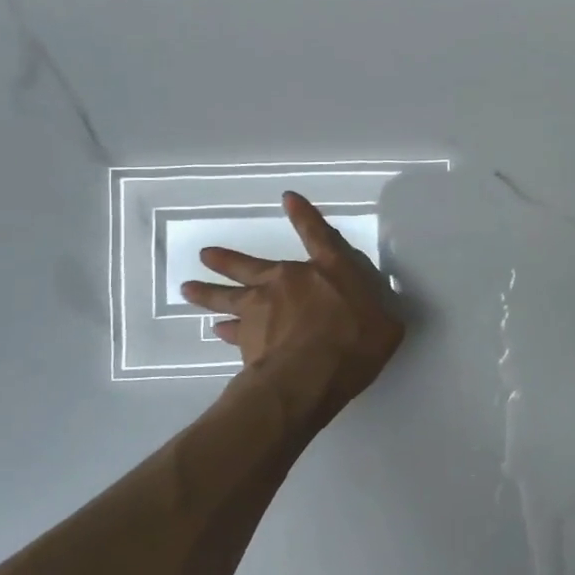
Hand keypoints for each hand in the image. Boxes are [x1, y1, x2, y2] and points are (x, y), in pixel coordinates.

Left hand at [182, 192, 404, 406]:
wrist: (309, 376)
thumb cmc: (355, 343)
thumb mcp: (386, 325)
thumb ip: (380, 312)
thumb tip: (379, 313)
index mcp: (329, 269)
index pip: (317, 234)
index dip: (304, 215)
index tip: (288, 198)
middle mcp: (289, 280)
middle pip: (250, 265)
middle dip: (227, 260)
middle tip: (205, 254)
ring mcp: (262, 309)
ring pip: (227, 296)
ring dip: (208, 292)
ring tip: (188, 288)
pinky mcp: (246, 339)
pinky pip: (231, 331)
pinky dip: (224, 330)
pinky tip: (215, 330)